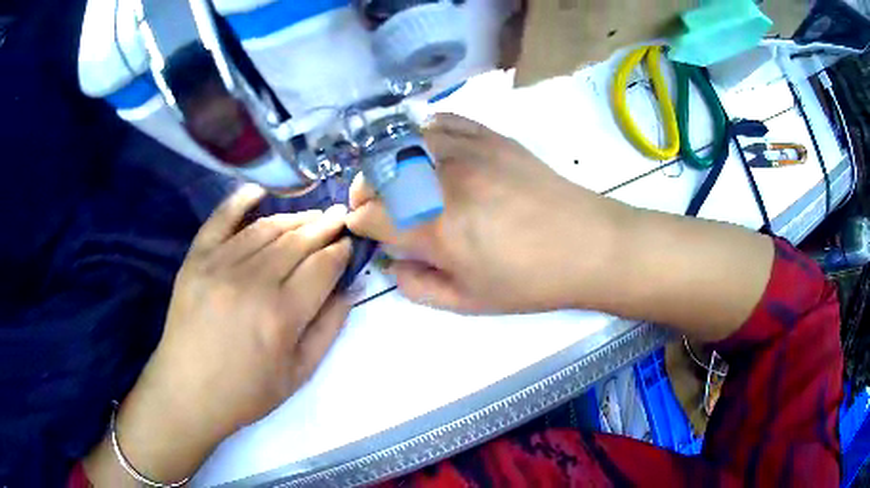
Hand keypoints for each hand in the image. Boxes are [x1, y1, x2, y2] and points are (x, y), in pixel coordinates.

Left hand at [85, 184, 352, 484]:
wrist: (188, 392)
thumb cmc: (247, 391)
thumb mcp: (299, 374)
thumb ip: (328, 329)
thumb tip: (350, 289)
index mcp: (282, 315)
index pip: (322, 267)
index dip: (340, 251)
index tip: (349, 242)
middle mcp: (253, 282)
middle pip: (297, 241)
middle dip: (324, 226)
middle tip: (339, 216)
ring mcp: (220, 265)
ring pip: (265, 228)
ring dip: (293, 218)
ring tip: (310, 215)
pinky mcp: (196, 260)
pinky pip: (220, 220)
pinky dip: (239, 201)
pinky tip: (259, 192)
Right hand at [346, 113, 623, 312]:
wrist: (588, 245)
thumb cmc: (530, 281)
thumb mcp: (469, 303)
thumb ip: (418, 286)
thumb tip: (394, 263)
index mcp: (435, 227)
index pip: (370, 214)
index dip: (359, 223)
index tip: (364, 230)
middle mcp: (443, 180)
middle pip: (378, 171)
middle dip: (364, 189)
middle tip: (373, 205)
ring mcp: (467, 150)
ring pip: (404, 140)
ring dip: (389, 160)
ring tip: (396, 176)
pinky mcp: (490, 136)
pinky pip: (442, 122)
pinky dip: (423, 134)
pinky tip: (428, 150)